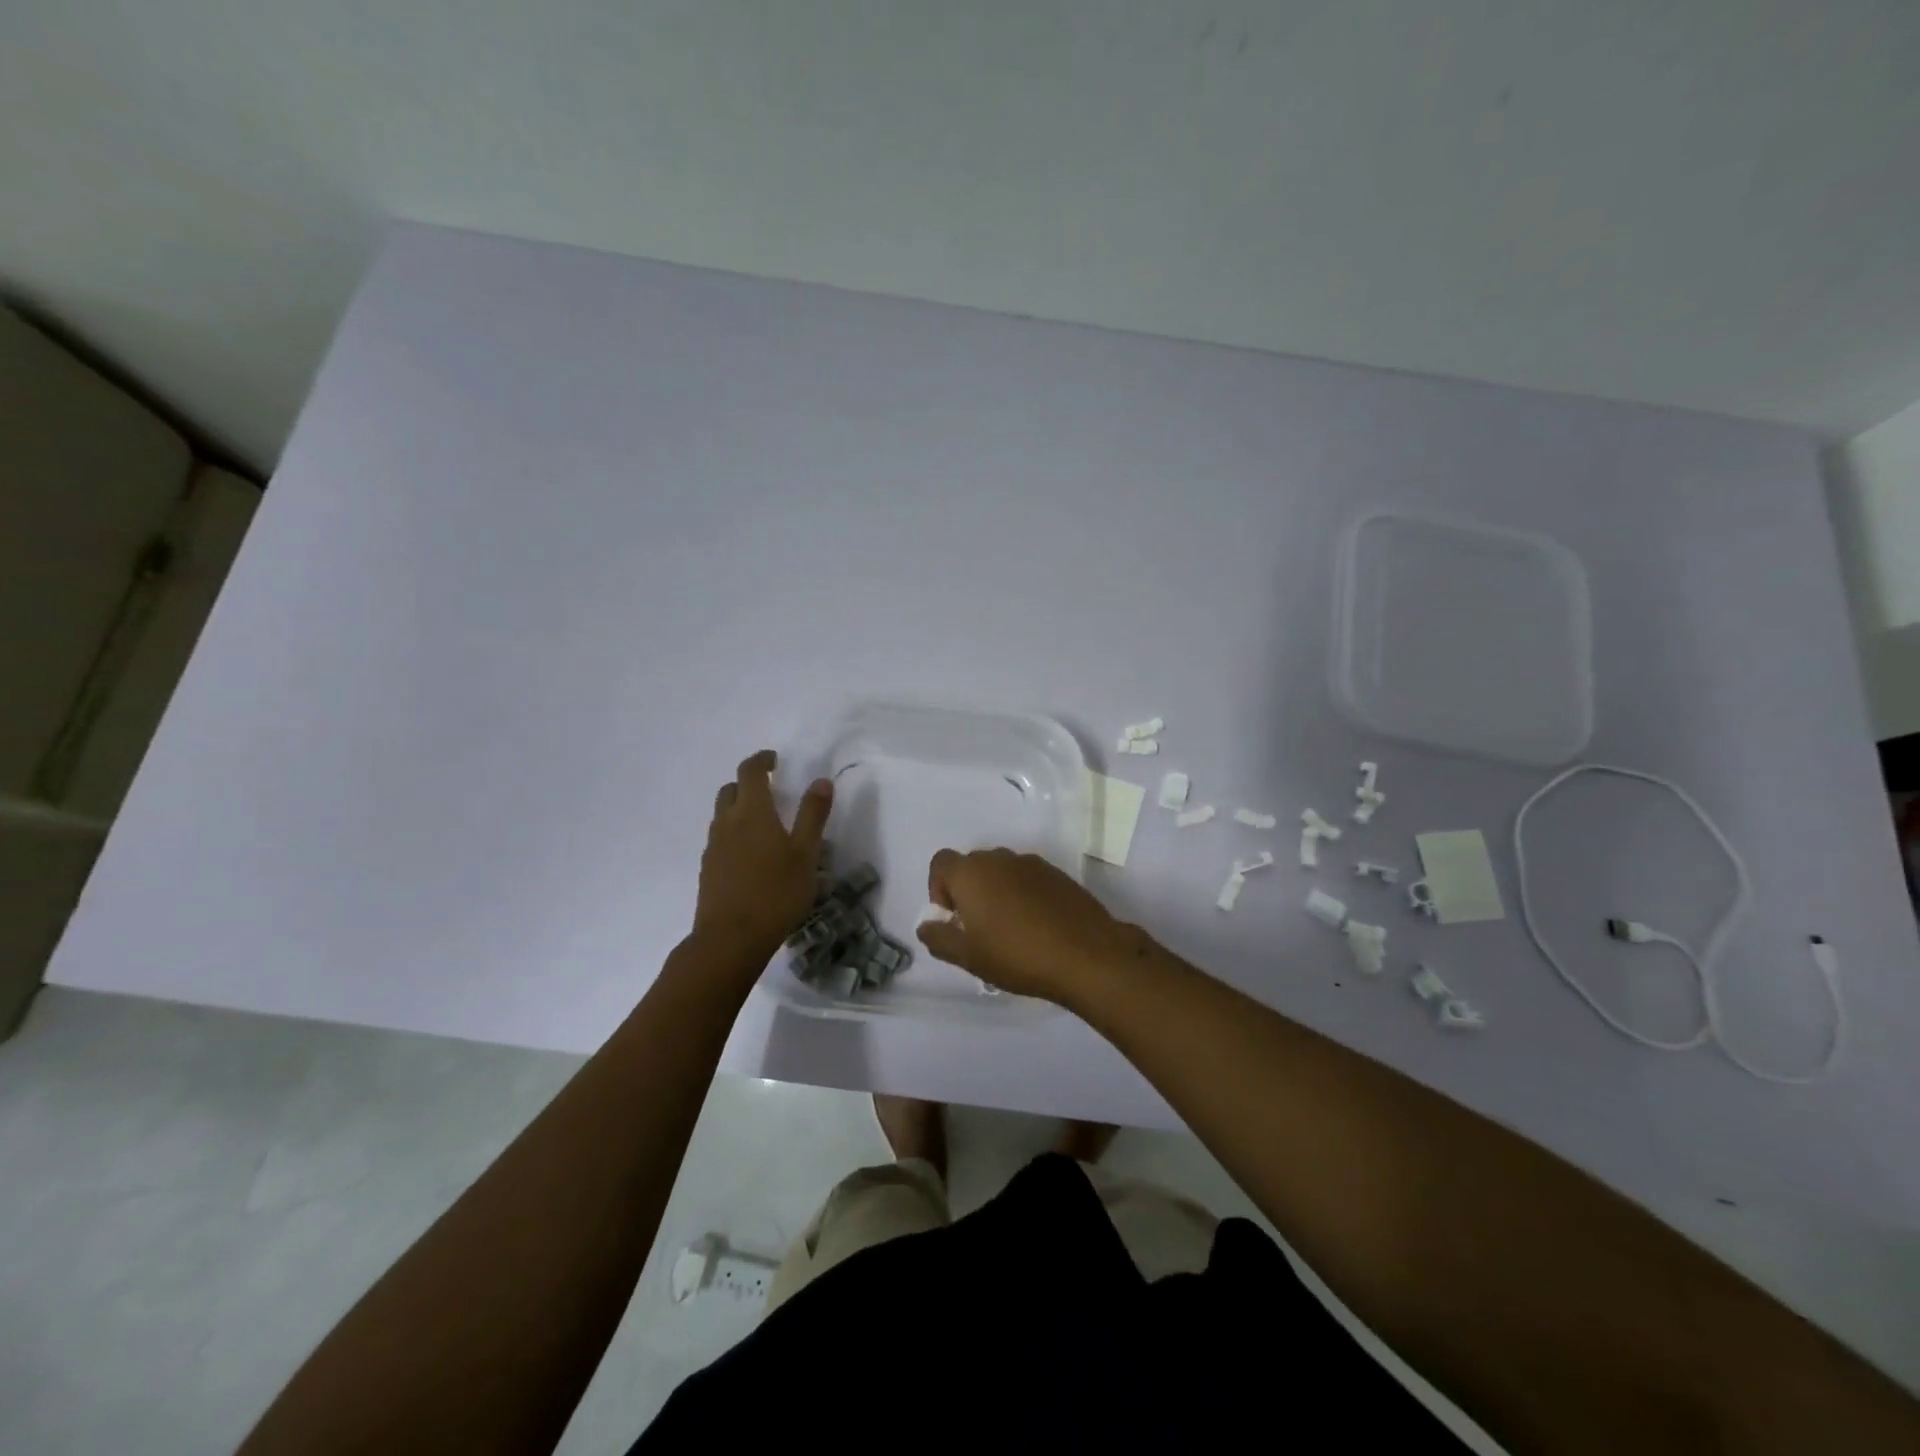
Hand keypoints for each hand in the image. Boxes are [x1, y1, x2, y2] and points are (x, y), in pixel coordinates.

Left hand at [693, 750, 831, 961]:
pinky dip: (733, 833)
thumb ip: (813, 815)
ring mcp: (714, 847)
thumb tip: (821, 780)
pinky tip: (751, 855)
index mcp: (753, 812)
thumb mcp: (806, 854)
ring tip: (764, 824)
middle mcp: (727, 822)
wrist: (730, 939)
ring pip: (722, 814)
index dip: (761, 760)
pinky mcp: (708, 869)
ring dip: (739, 808)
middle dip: (748, 783)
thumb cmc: (776, 893)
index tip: (775, 760)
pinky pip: (719, 838)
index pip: (750, 771)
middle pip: (730, 789)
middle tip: (771, 790)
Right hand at [914, 848, 1129, 1001]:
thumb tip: (927, 925)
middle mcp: (999, 859)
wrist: (1086, 954)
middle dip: (968, 891)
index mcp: (971, 873)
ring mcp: (1032, 863)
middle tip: (978, 928)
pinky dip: (1023, 894)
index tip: (952, 918)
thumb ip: (939, 938)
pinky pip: (1028, 878)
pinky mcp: (1058, 874)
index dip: (938, 888)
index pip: (941, 863)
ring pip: (1002, 871)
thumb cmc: (1017, 955)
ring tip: (1009, 929)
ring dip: (997, 892)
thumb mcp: (968, 957)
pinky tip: (1036, 926)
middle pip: (972, 865)